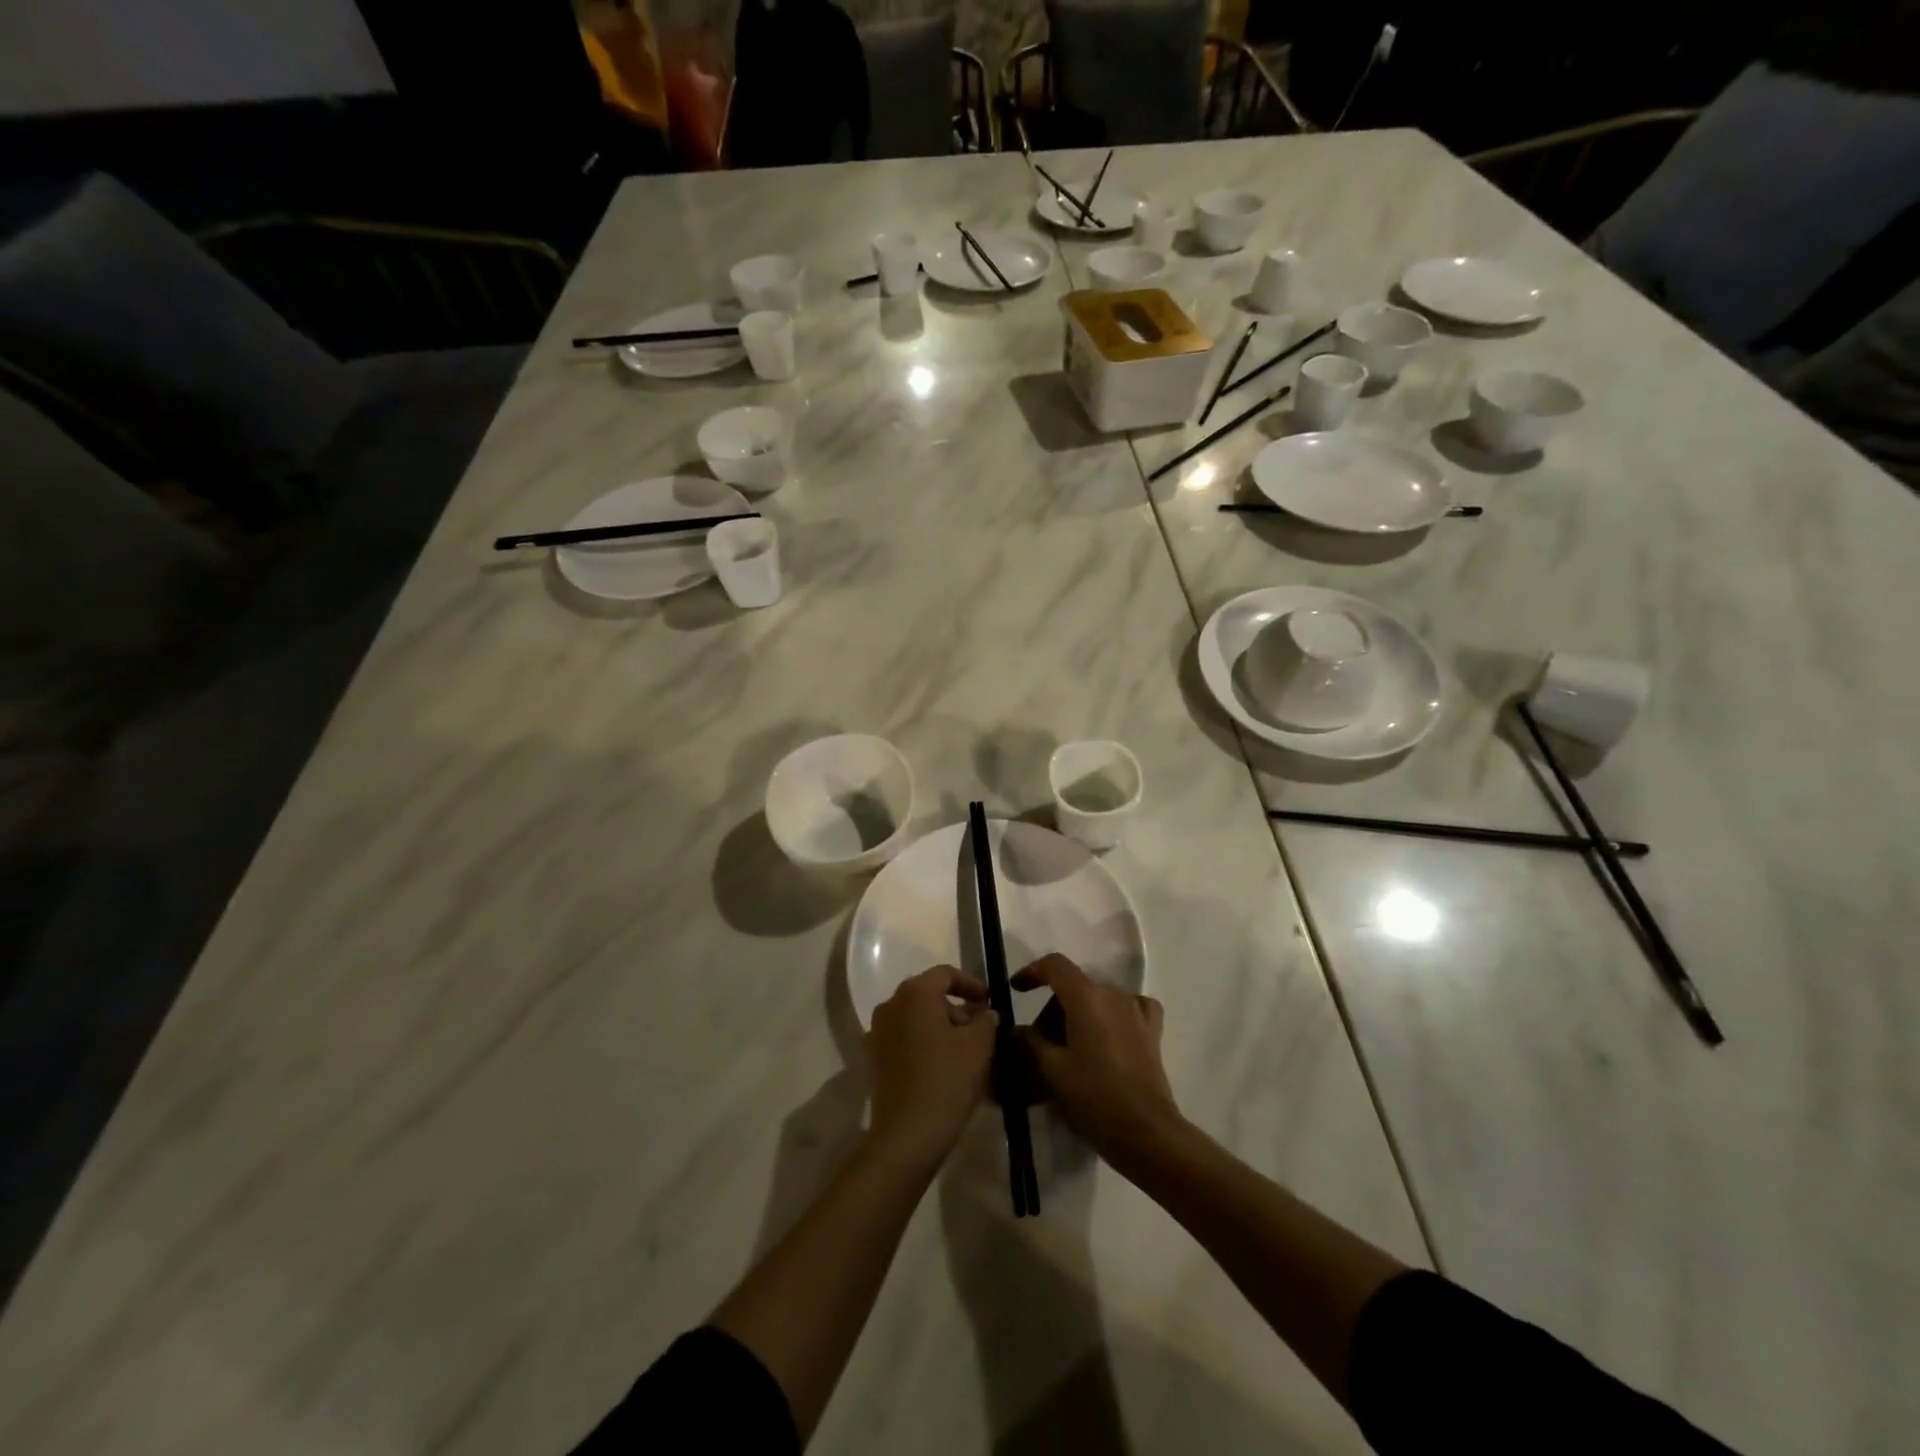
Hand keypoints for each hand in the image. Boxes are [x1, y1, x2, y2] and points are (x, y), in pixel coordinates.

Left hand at [866, 966, 997, 1166]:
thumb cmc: (946, 1080)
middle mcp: (890, 1004)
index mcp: (915, 993)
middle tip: (980, 1029)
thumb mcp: (979, 1046)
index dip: (971, 984)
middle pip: (928, 995)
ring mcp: (877, 1032)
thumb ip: (986, 1020)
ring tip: (965, 1050)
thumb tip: (985, 1012)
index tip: (989, 1000)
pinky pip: (904, 1039)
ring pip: (916, 1018)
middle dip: (956, 1008)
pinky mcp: (874, 1058)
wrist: (906, 1134)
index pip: (945, 974)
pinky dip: (924, 1043)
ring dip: (940, 1027)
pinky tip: (943, 1066)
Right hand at [1014, 954, 1181, 1163]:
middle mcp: (1113, 994)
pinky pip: (1128, 1010)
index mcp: (1086, 997)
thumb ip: (1030, 1042)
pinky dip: (1111, 1017)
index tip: (1016, 990)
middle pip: (1075, 986)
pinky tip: (1106, 1037)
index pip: (1055, 966)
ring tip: (1067, 1050)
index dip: (1032, 972)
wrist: (1147, 1133)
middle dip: (1052, 1008)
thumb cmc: (1094, 1098)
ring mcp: (1136, 1011)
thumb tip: (1016, 1029)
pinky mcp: (1152, 1032)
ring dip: (1078, 1016)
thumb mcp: (1052, 1071)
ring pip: (1098, 1000)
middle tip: (1038, 1043)